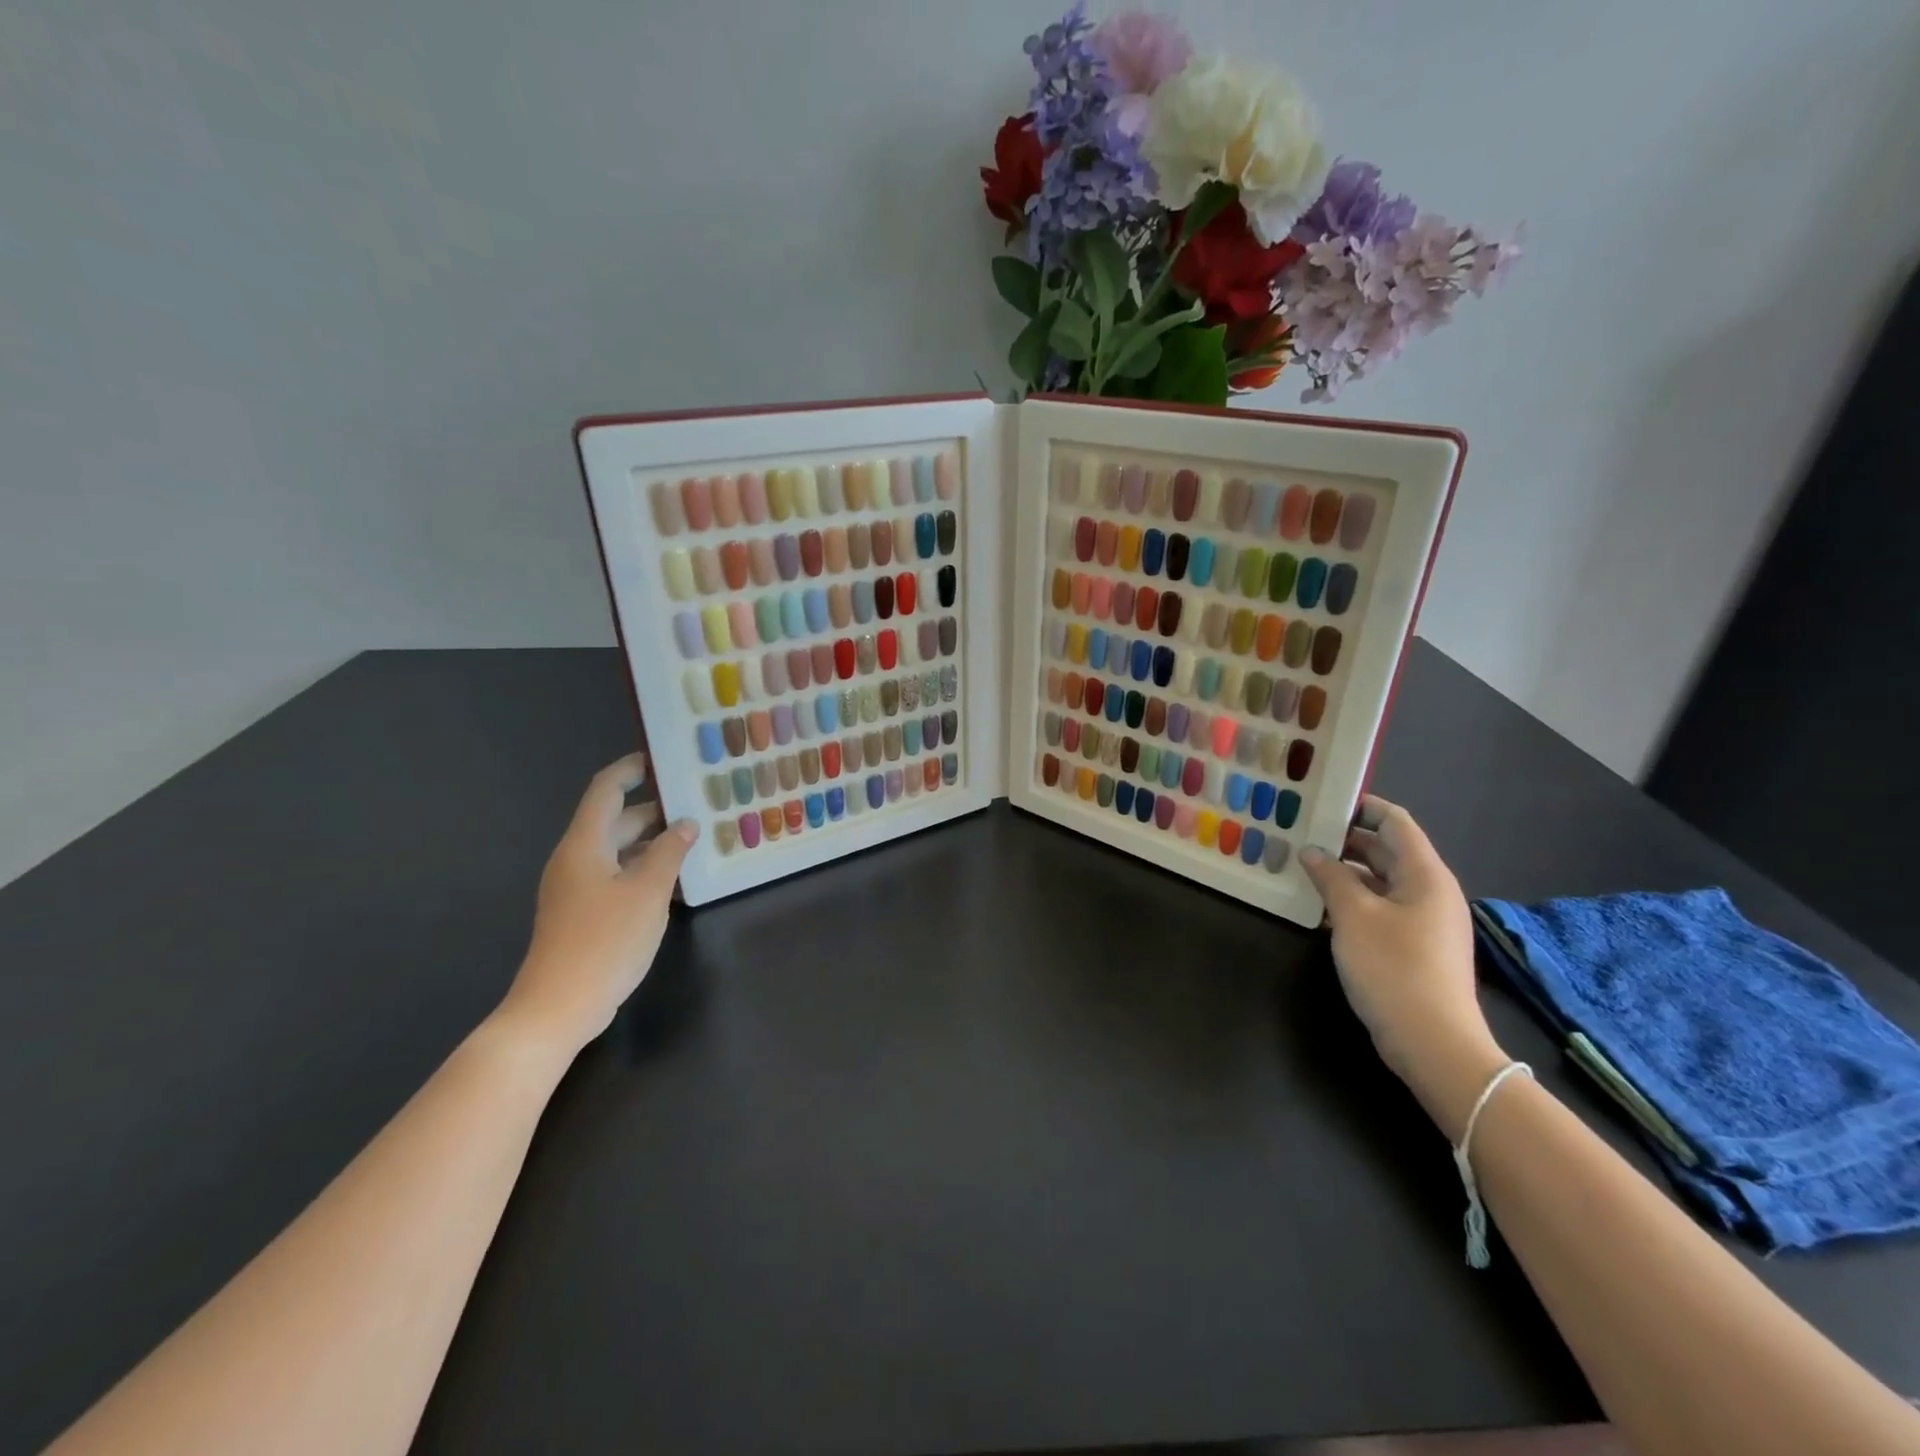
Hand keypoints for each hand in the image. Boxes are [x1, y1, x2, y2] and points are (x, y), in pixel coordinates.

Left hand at [498, 753, 697, 1059]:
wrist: (558, 1006)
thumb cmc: (604, 941)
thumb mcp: (648, 892)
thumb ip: (669, 853)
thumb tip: (685, 825)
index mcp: (585, 844)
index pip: (606, 790)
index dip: (631, 769)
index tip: (662, 759)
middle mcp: (576, 859)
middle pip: (615, 820)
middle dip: (654, 810)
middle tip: (696, 803)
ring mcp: (576, 888)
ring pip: (618, 850)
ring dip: (652, 842)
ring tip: (694, 839)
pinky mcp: (582, 913)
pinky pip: (616, 876)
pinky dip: (643, 869)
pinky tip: (673, 880)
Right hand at [1301, 796, 1508, 1140]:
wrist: (1434, 1044)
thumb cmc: (1394, 969)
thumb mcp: (1354, 916)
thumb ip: (1331, 877)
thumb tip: (1312, 851)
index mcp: (1425, 875)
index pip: (1395, 821)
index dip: (1361, 806)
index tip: (1321, 802)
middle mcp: (1430, 891)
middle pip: (1387, 850)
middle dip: (1345, 839)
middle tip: (1300, 833)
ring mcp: (1424, 921)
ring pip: (1381, 881)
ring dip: (1345, 872)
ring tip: (1302, 866)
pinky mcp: (1414, 947)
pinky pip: (1381, 908)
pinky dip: (1353, 900)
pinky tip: (1319, 907)